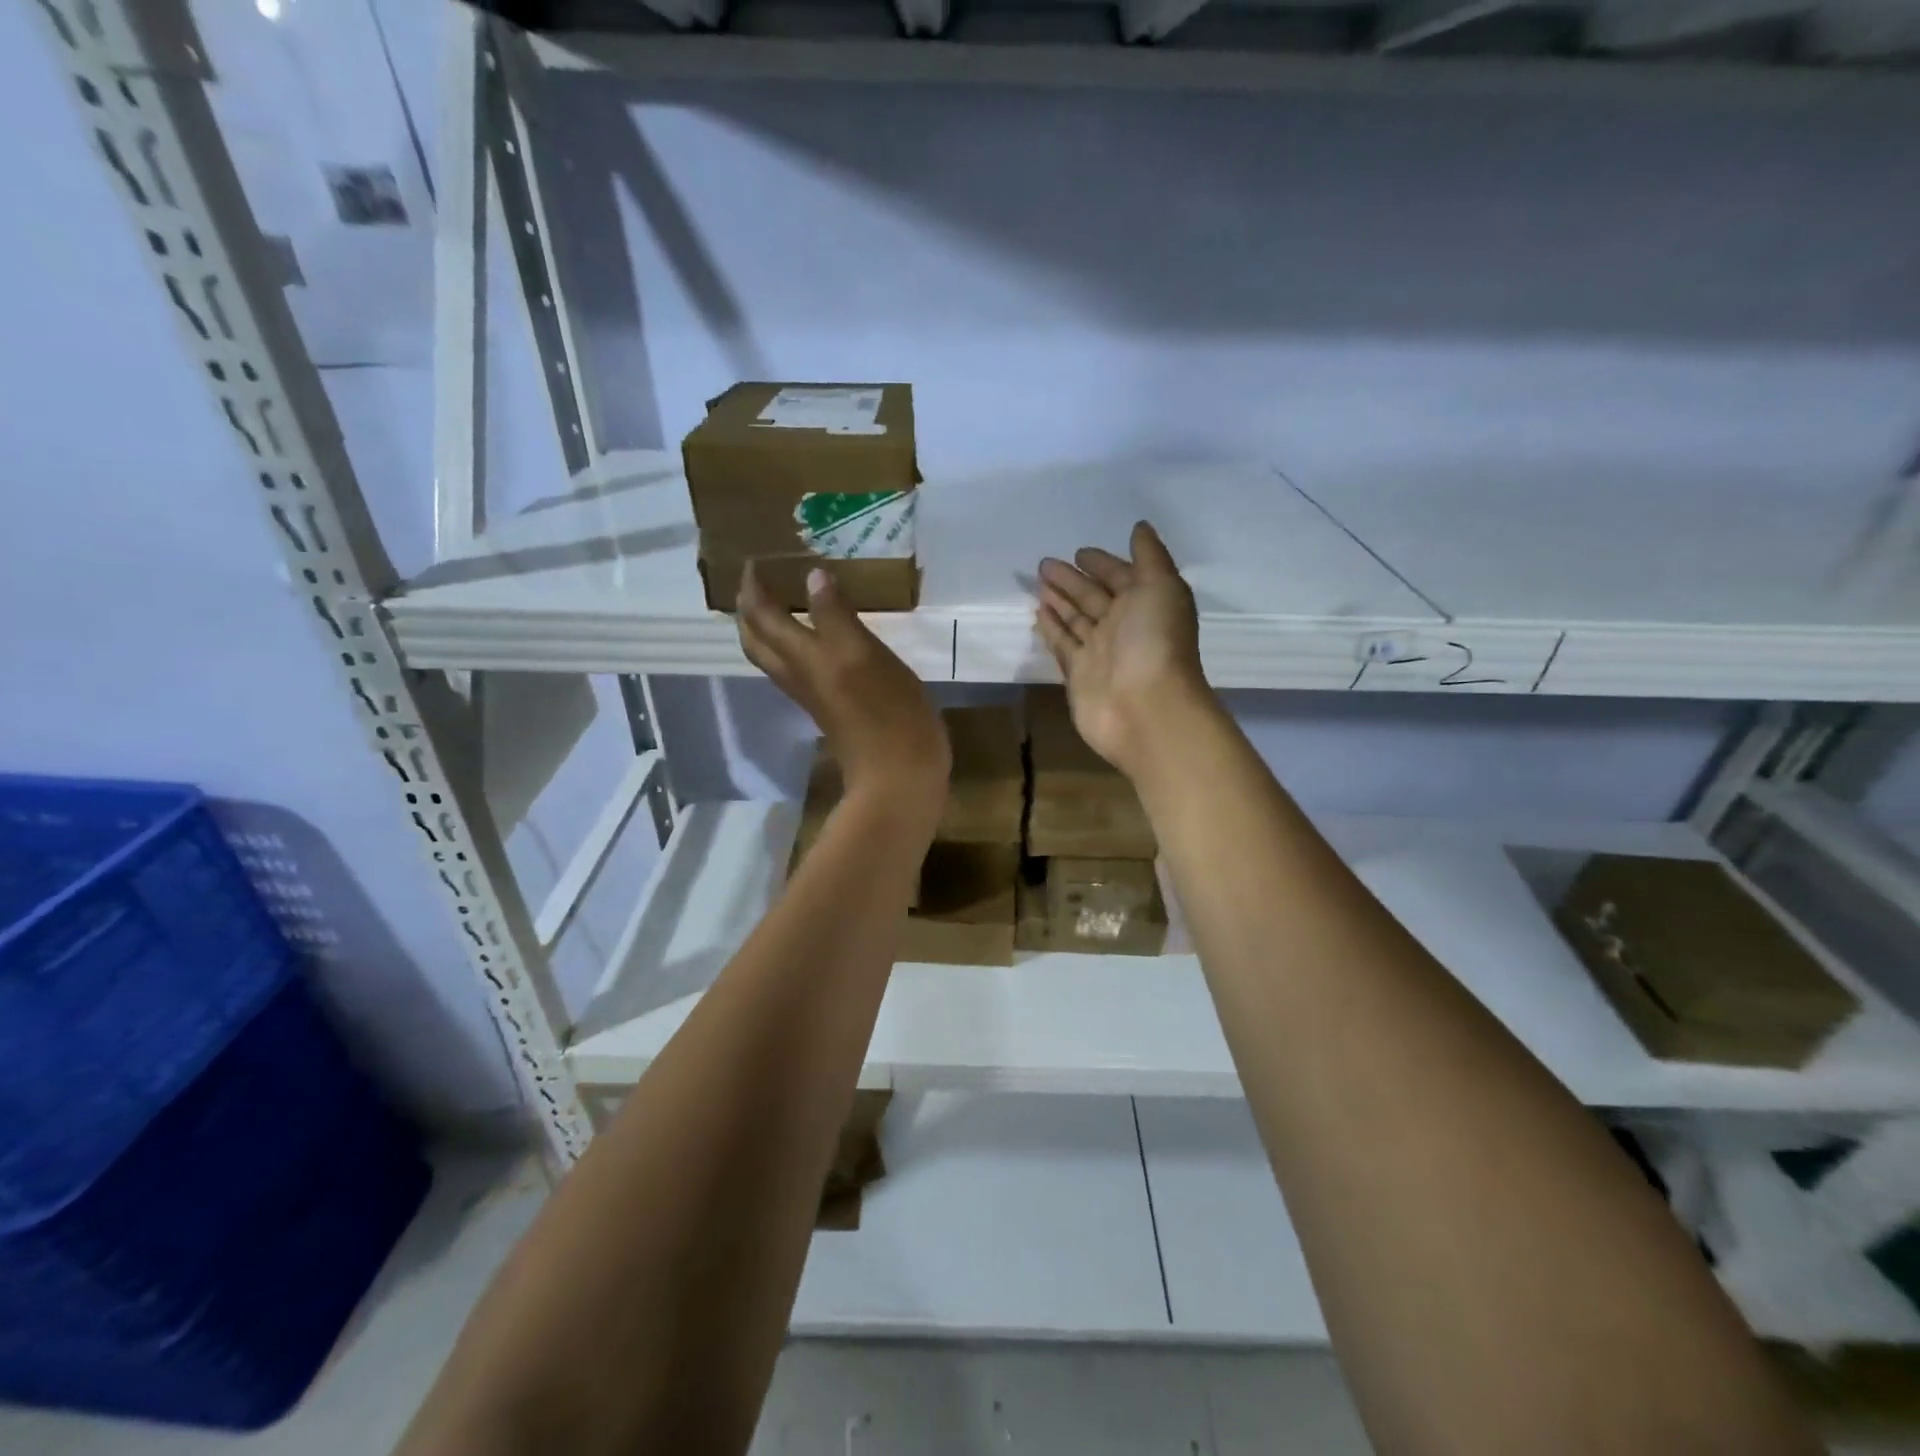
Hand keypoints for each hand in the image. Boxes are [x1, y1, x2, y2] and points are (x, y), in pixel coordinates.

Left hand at [738, 564, 950, 819]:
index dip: (753, 589)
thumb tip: (813, 576)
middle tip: (758, 583)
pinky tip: (819, 640)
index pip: (762, 617)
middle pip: (758, 642)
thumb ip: (835, 615)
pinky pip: (801, 670)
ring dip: (769, 629)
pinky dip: (797, 647)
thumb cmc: (887, 712)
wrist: (899, 774)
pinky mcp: (834, 708)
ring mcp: (816, 695)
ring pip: (777, 658)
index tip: (754, 561)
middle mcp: (800, 675)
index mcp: (803, 657)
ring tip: (780, 604)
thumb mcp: (862, 654)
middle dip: (751, 611)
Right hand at [1036, 521, 1211, 778]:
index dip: (1102, 563)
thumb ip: (1150, 556)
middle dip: (1072, 580)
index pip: (1120, 576)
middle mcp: (1124, 626)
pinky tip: (1037, 614)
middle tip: (1044, 563)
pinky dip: (1052, 629)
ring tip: (1037, 583)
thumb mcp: (1161, 587)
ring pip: (1075, 619)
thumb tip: (1139, 527)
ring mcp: (1100, 652)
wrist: (1146, 710)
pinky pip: (1063, 644)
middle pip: (1093, 596)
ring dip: (1059, 601)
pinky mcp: (1079, 674)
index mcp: (1147, 603)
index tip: (1079, 552)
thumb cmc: (1156, 643)